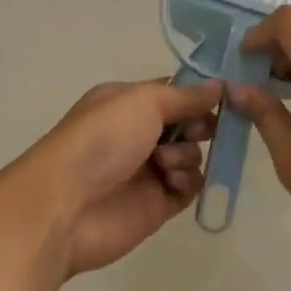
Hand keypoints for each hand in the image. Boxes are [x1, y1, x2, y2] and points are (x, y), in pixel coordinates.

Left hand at [28, 79, 221, 276]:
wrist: (66, 205)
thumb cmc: (101, 139)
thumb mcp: (142, 102)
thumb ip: (184, 95)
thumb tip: (219, 85)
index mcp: (127, 103)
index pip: (173, 92)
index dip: (199, 94)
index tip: (225, 96)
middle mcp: (138, 133)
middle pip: (188, 124)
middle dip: (200, 125)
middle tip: (199, 130)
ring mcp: (148, 170)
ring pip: (192, 155)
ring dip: (187, 155)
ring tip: (164, 164)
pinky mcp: (158, 204)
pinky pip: (190, 187)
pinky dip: (187, 182)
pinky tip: (171, 183)